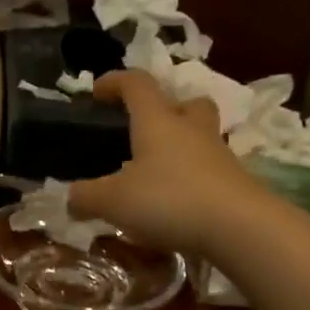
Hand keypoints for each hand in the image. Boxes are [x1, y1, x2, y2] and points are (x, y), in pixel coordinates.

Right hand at [68, 71, 264, 254]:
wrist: (239, 227)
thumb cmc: (169, 200)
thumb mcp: (113, 202)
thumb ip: (86, 197)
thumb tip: (70, 198)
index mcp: (158, 122)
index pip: (137, 85)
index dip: (115, 82)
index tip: (97, 91)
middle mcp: (191, 130)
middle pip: (186, 103)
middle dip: (166, 109)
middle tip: (146, 130)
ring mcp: (218, 156)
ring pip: (201, 136)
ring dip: (181, 145)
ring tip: (157, 171)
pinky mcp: (234, 183)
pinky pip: (208, 170)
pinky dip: (191, 178)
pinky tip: (175, 202)